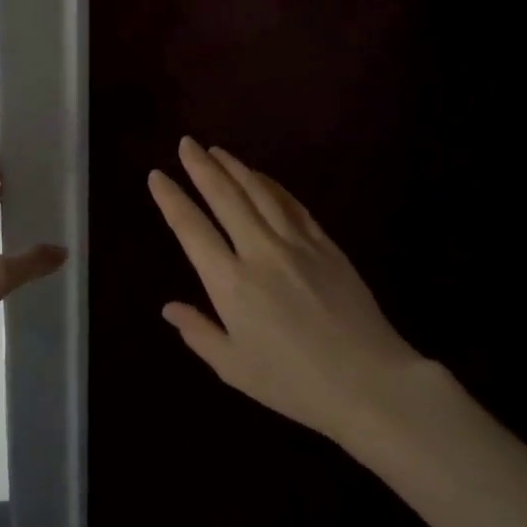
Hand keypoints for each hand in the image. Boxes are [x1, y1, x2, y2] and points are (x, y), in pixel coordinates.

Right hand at [147, 137, 423, 443]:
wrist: (370, 383)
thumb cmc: (294, 383)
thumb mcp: (234, 367)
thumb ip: (198, 333)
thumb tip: (169, 308)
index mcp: (230, 283)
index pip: (191, 229)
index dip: (171, 199)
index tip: (157, 175)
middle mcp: (259, 252)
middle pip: (225, 197)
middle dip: (201, 167)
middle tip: (186, 144)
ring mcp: (296, 244)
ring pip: (260, 192)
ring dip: (235, 167)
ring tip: (217, 151)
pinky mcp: (326, 245)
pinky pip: (293, 204)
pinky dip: (272, 185)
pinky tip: (261, 176)